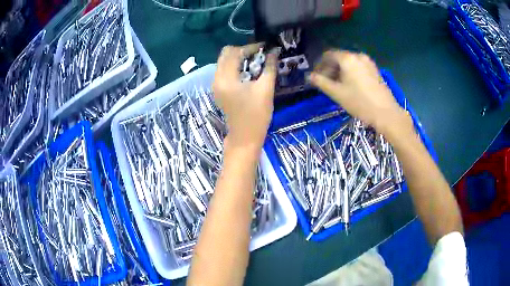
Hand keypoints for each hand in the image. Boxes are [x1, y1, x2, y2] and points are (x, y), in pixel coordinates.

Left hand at [213, 44, 277, 149]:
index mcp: (226, 78)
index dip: (250, 47)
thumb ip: (269, 67)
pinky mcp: (218, 90)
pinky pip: (224, 71)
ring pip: (224, 62)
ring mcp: (216, 85)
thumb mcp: (265, 89)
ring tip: (255, 63)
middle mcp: (217, 79)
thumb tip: (274, 51)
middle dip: (243, 51)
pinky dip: (235, 67)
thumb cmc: (256, 115)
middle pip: (226, 54)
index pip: (235, 52)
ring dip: (238, 59)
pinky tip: (248, 72)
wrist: (245, 138)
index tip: (265, 48)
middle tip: (259, 55)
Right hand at [310, 50, 410, 135]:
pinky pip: (357, 67)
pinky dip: (350, 73)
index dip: (319, 65)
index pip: (328, 55)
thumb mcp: (337, 93)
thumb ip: (320, 82)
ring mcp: (368, 63)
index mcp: (347, 58)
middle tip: (325, 82)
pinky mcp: (374, 70)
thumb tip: (309, 76)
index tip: (316, 76)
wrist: (386, 113)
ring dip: (340, 71)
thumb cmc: (359, 102)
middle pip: (339, 58)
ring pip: (349, 63)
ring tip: (337, 86)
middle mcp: (358, 56)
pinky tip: (349, 85)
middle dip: (330, 68)